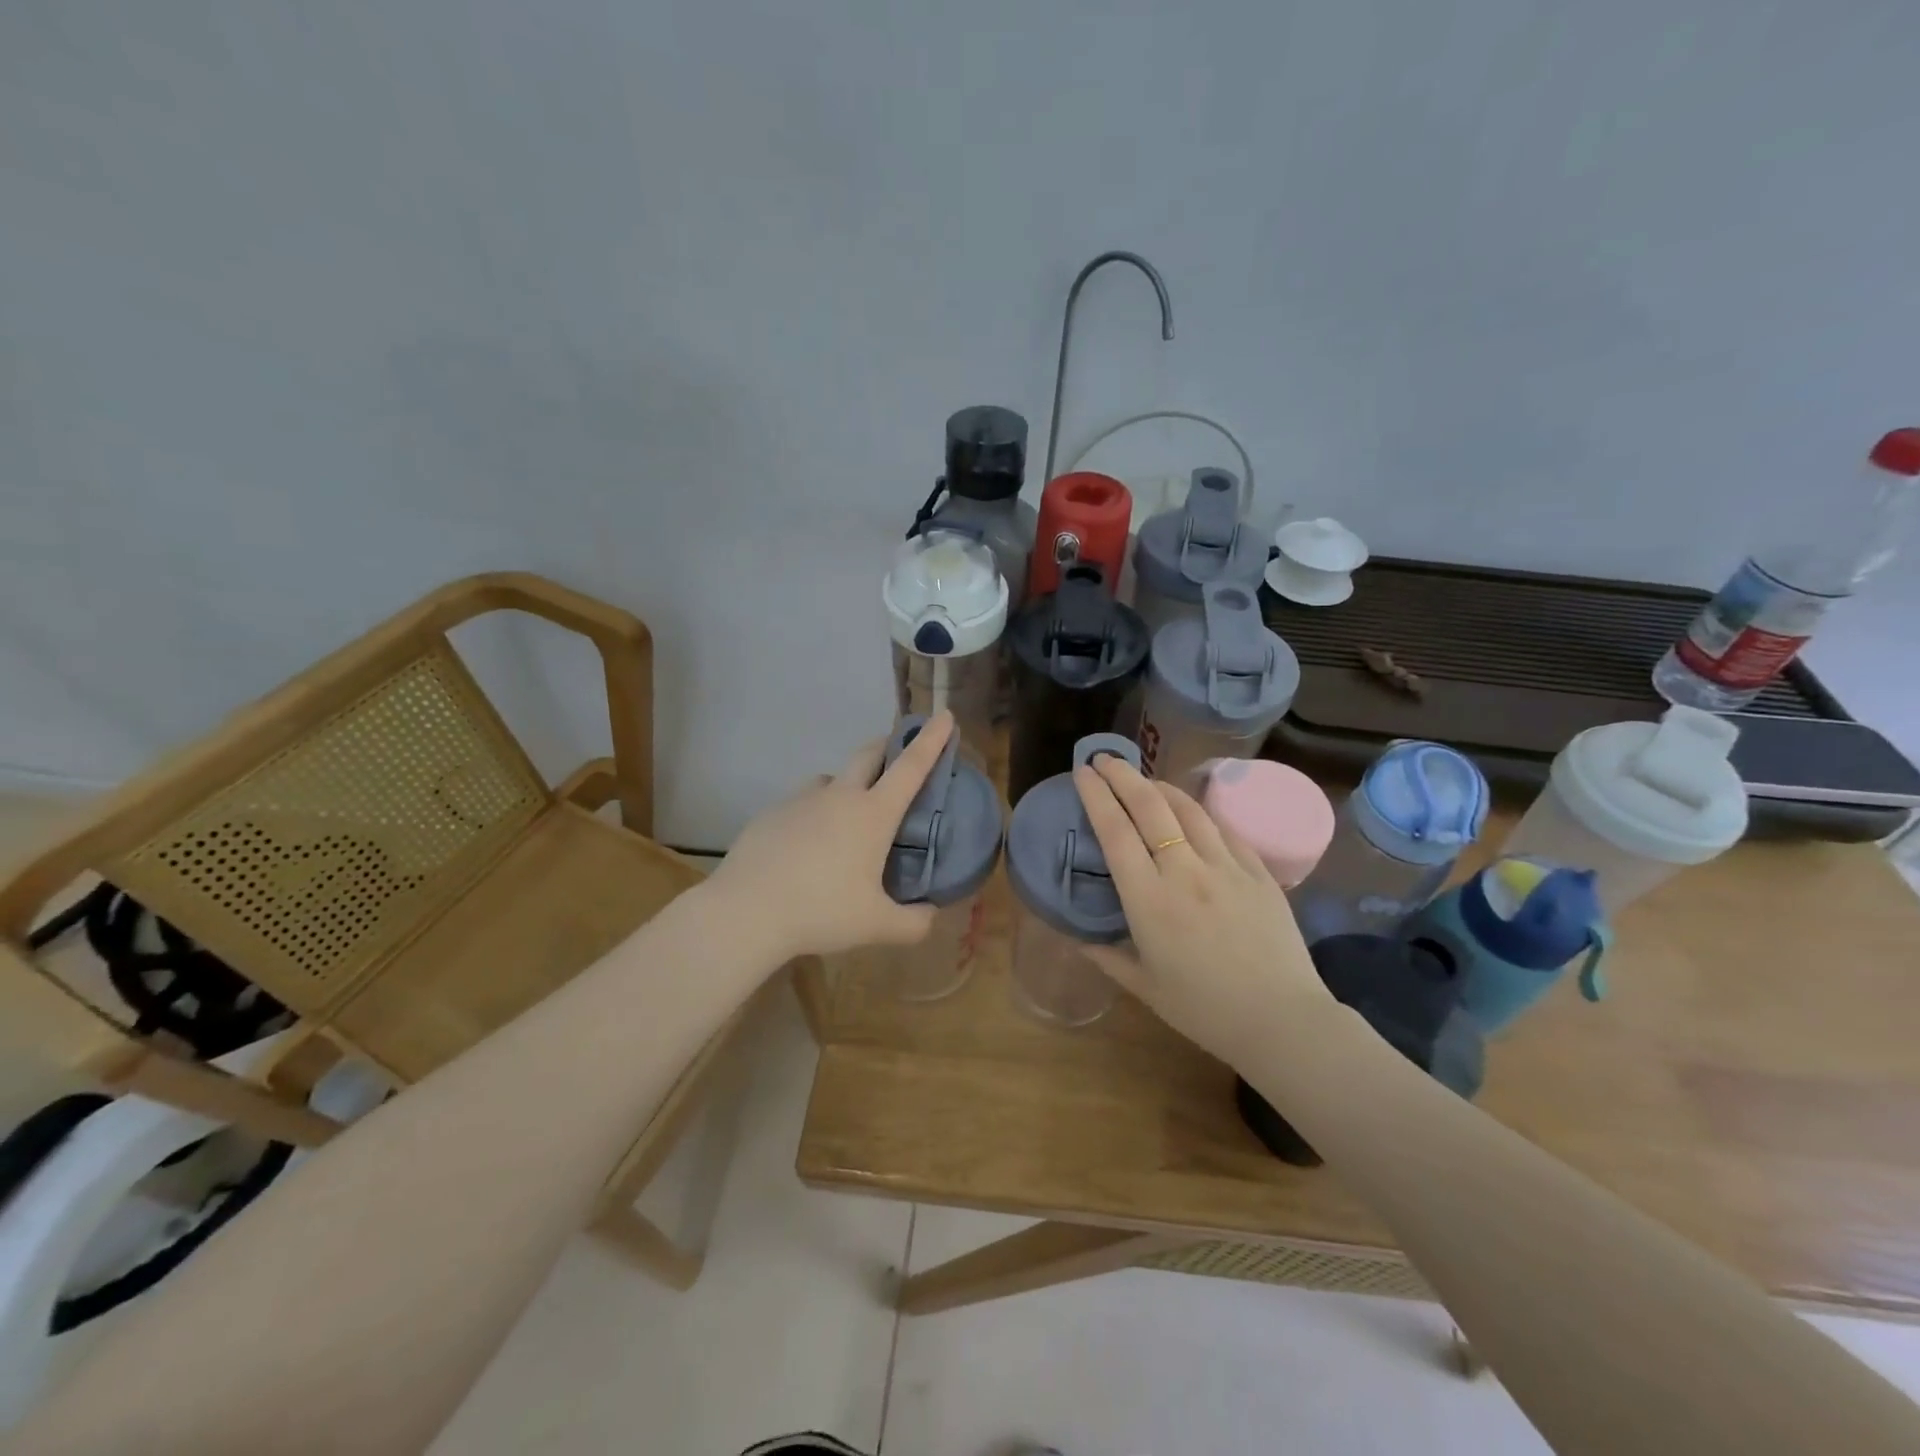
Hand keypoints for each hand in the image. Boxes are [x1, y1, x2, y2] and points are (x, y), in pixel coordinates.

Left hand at [707, 712, 955, 959]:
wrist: (746, 911)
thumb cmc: (821, 912)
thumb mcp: (877, 925)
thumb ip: (914, 923)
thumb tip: (931, 916)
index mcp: (872, 815)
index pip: (910, 767)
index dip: (931, 740)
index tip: (943, 716)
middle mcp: (839, 797)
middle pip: (868, 754)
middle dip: (888, 745)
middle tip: (898, 751)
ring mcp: (801, 800)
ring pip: (831, 779)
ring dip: (847, 785)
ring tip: (847, 817)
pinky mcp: (771, 813)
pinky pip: (802, 803)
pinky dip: (814, 813)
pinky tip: (806, 846)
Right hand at [1073, 754, 1332, 1071]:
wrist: (1282, 1021)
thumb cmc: (1204, 1010)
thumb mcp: (1146, 988)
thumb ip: (1108, 958)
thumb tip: (1079, 941)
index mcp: (1148, 900)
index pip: (1115, 831)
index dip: (1096, 796)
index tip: (1083, 772)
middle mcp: (1184, 871)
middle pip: (1149, 806)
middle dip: (1123, 775)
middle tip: (1105, 759)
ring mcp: (1226, 866)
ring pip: (1188, 809)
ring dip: (1161, 786)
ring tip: (1145, 780)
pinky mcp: (1258, 872)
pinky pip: (1224, 830)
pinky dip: (1200, 814)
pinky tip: (1192, 813)